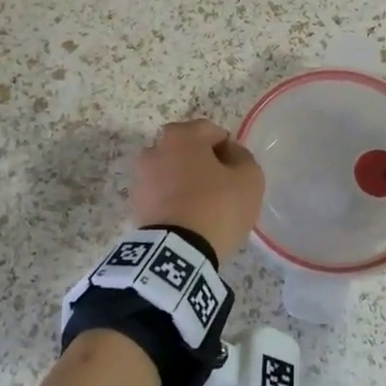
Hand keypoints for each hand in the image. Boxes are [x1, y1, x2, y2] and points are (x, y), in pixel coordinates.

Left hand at [131, 118, 264, 261]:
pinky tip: (189, 220)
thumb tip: (230, 154)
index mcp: (181, 135)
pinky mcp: (136, 204)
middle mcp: (155, 148)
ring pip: (173, 172)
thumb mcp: (249, 177)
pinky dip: (174, 200)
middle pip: (189, 151)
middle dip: (205, 164)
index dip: (230, 152)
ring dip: (187, 182)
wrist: (178, 252)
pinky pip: (163, 194)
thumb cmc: (217, 206)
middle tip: (223, 190)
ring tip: (205, 208)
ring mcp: (141, 177)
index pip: (213, 132)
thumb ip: (243, 157)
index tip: (238, 174)